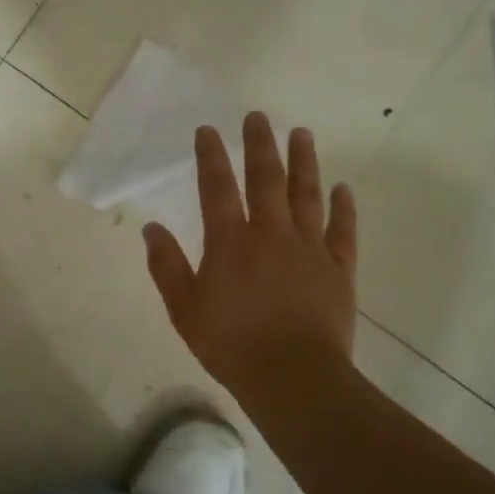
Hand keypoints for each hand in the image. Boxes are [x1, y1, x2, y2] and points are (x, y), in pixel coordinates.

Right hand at [144, 113, 357, 409]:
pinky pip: (342, 230)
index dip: (211, 156)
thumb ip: (167, 265)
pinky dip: (343, 207)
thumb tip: (151, 228)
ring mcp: (309, 248)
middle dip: (260, 145)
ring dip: (303, 162)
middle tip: (258, 116)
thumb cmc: (230, 344)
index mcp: (229, 241)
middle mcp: (270, 233)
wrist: (292, 377)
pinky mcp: (338, 268)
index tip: (208, 130)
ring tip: (302, 134)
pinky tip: (343, 188)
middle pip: (266, 178)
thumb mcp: (184, 308)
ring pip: (306, 194)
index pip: (216, 187)